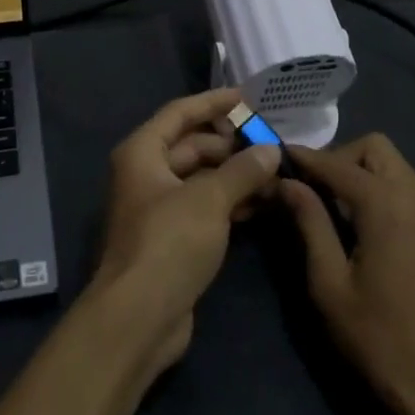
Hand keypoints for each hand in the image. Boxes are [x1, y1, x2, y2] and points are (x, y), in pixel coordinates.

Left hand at [89, 87, 281, 377]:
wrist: (139, 317)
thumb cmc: (168, 243)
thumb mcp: (209, 200)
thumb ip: (242, 170)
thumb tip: (270, 150)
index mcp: (143, 152)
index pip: (180, 113)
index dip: (213, 102)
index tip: (247, 96)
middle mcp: (147, 173)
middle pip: (192, 145)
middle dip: (231, 144)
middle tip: (271, 143)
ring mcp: (159, 207)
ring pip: (201, 178)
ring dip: (235, 174)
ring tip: (275, 174)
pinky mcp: (172, 237)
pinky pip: (204, 206)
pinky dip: (229, 201)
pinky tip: (261, 204)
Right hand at [280, 135, 414, 414]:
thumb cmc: (378, 338)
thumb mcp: (329, 282)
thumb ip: (309, 222)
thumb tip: (286, 182)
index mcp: (388, 204)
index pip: (336, 164)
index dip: (303, 159)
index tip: (274, 158)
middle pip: (373, 148)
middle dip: (338, 158)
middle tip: (309, 189)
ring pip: (391, 164)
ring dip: (358, 171)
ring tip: (327, 204)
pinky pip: (403, 185)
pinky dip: (377, 187)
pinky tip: (356, 220)